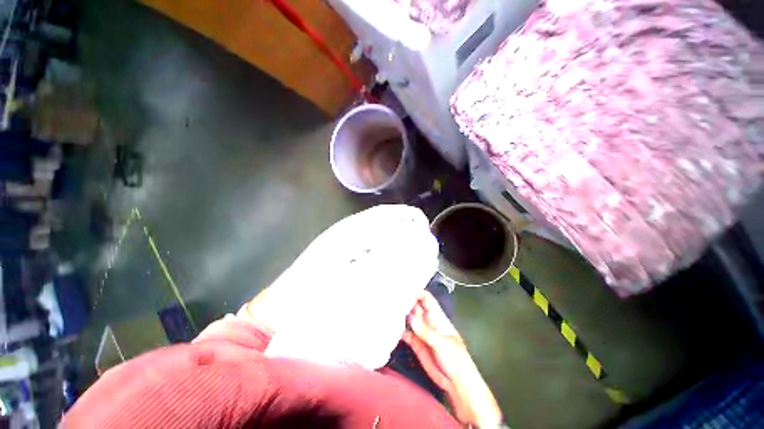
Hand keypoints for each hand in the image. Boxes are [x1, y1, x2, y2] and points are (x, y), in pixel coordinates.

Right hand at [403, 291, 501, 427]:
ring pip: (409, 319)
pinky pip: (406, 333)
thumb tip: (410, 317)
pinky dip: (399, 330)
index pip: (426, 299)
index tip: (403, 289)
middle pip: (416, 306)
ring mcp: (421, 332)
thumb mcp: (442, 343)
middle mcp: (428, 321)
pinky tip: (390, 328)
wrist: (457, 384)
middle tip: (390, 298)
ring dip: (400, 315)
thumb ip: (426, 331)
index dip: (417, 292)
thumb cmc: (456, 359)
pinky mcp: (416, 344)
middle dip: (405, 301)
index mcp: (437, 317)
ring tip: (387, 310)